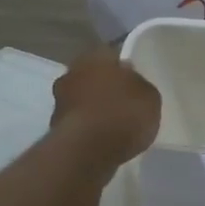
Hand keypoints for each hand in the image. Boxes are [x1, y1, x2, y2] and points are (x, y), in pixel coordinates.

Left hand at [51, 49, 160, 170]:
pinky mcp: (54, 127)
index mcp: (96, 56)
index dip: (124, 68)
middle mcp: (73, 72)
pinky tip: (102, 140)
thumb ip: (140, 86)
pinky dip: (87, 128)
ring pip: (82, 99)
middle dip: (105, 87)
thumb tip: (131, 83)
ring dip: (94, 108)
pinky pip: (78, 122)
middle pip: (93, 76)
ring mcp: (59, 100)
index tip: (135, 81)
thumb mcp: (150, 97)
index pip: (112, 54)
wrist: (87, 151)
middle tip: (124, 102)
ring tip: (115, 125)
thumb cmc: (122, 114)